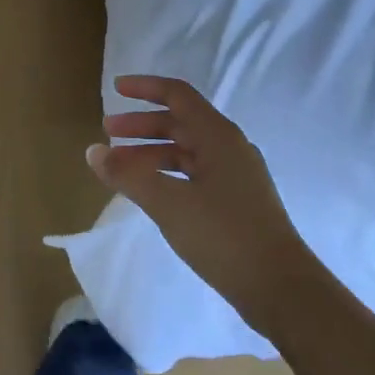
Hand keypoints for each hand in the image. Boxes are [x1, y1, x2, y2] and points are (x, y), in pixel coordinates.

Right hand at [87, 76, 317, 334]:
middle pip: (180, 122)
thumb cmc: (223, 235)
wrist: (280, 287)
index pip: (178, 95)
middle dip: (142, 124)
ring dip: (152, 151)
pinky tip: (151, 191)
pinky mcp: (237, 202)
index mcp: (218, 136)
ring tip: (120, 165)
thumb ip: (128, 175)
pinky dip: (167, 173)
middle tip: (108, 131)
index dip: (145, 88)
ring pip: (187, 150)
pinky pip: (195, 173)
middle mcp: (229, 147)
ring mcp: (236, 175)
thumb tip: (93, 151)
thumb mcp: (168, 203)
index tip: (115, 89)